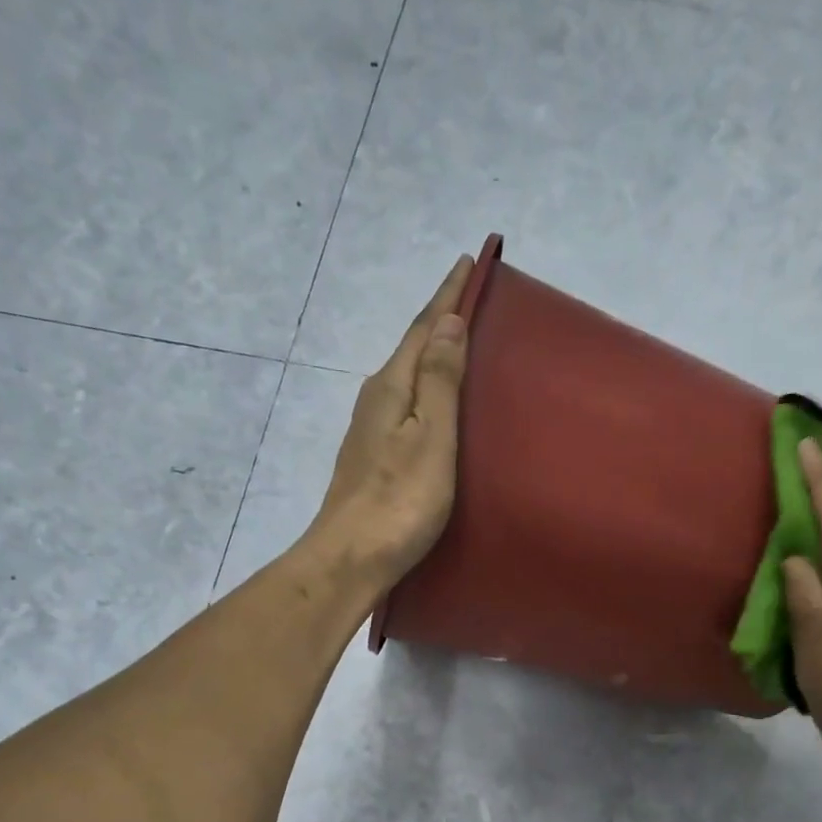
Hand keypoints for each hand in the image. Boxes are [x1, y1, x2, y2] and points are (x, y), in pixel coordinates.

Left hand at [307, 255, 472, 584]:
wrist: (351, 559)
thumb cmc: (399, 501)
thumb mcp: (430, 437)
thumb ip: (440, 380)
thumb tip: (447, 322)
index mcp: (391, 387)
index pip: (423, 329)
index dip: (447, 297)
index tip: (469, 262)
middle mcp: (375, 402)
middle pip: (411, 351)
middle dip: (439, 323)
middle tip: (470, 301)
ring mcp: (370, 434)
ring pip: (406, 381)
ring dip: (431, 359)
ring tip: (459, 348)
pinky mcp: (373, 462)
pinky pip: (405, 410)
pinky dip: (424, 395)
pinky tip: (434, 407)